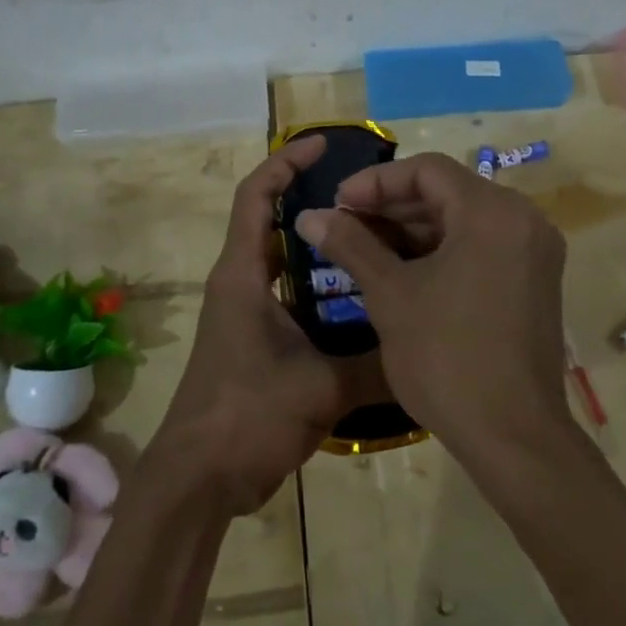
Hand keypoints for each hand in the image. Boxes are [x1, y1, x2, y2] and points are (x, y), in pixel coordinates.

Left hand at [153, 135, 388, 515]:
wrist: (198, 480)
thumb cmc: (247, 416)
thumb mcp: (320, 387)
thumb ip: (376, 363)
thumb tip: (427, 345)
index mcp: (242, 274)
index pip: (256, 196)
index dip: (285, 163)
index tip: (322, 146)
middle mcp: (240, 283)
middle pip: (271, 221)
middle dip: (313, 201)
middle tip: (369, 197)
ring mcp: (245, 313)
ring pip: (284, 261)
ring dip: (319, 247)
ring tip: (373, 239)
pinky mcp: (255, 340)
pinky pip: (290, 295)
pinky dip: (319, 287)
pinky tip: (360, 299)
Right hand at [293, 152, 567, 460]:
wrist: (513, 438)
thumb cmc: (446, 358)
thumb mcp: (390, 295)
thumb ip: (351, 244)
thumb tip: (309, 215)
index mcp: (492, 212)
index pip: (427, 170)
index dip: (375, 181)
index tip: (337, 202)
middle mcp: (523, 219)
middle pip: (447, 191)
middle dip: (392, 205)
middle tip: (345, 223)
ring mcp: (534, 250)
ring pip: (463, 218)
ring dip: (413, 227)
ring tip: (364, 244)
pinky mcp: (534, 279)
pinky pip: (481, 244)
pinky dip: (441, 249)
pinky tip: (401, 268)